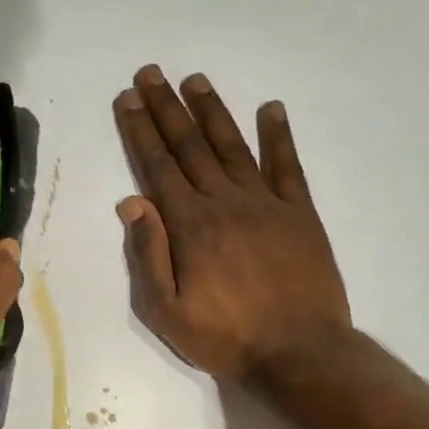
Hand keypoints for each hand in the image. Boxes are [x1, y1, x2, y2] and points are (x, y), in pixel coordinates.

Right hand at [113, 64, 350, 379]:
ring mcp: (266, 204)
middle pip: (191, 146)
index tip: (128, 99)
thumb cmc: (224, 337)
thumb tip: (132, 202)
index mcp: (190, 225)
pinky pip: (288, 166)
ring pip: (234, 146)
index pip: (158, 166)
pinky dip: (279, 136)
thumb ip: (148, 254)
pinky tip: (271, 108)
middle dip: (167, 108)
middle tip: (151, 73)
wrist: (300, 354)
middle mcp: (225, 202)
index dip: (140, 130)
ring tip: (196, 79)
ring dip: (212, 111)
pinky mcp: (300, 214)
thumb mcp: (166, 310)